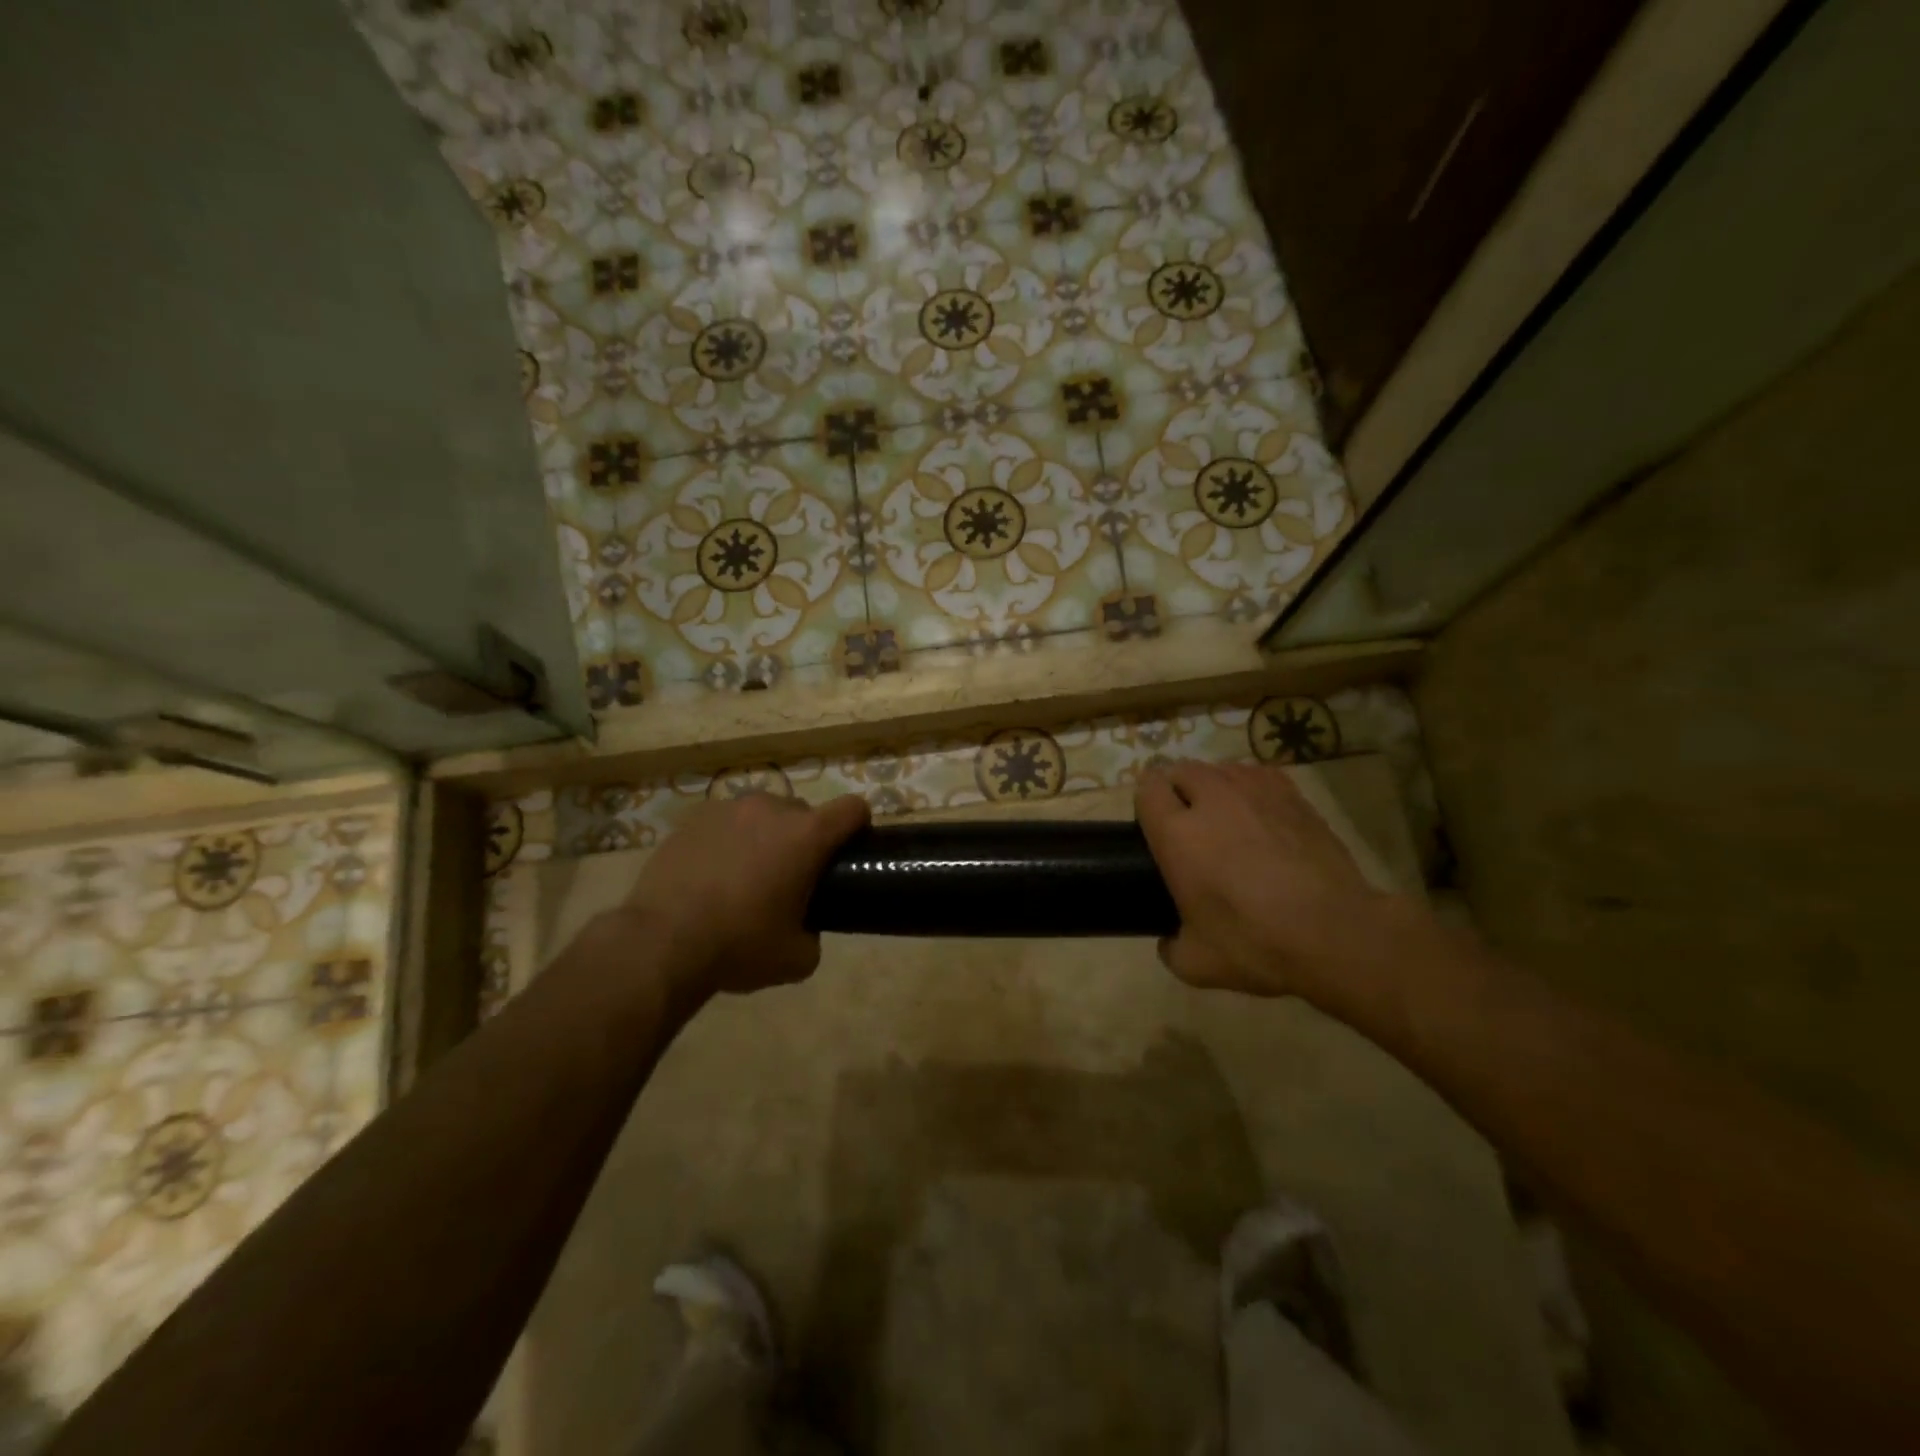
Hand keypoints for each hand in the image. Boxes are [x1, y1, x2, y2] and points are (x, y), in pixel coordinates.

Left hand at [619, 791, 869, 1001]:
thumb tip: (805, 927)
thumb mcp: (796, 959)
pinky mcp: (693, 818)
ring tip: (744, 876)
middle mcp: (771, 809)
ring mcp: (728, 809)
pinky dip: (727, 841)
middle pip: (804, 812)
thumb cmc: (739, 946)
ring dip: (764, 837)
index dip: (858, 827)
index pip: (852, 808)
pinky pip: (725, 823)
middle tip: (789, 878)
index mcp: (806, 835)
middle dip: (804, 839)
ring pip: (762, 815)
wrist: (660, 943)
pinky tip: (710, 875)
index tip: (848, 851)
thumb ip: (815, 934)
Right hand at [1136, 761, 1390, 1003]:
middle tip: (1188, 826)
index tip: (1154, 827)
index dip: (1147, 804)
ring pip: (1220, 768)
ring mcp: (1255, 792)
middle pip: (1181, 770)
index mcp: (1177, 834)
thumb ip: (1170, 947)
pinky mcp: (1293, 795)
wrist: (1336, 933)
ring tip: (1225, 816)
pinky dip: (1250, 787)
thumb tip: (1169, 940)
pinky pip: (1258, 774)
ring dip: (1214, 786)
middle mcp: (1211, 800)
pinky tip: (1259, 813)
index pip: (1147, 789)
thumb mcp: (1197, 964)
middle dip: (1178, 790)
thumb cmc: (1256, 944)